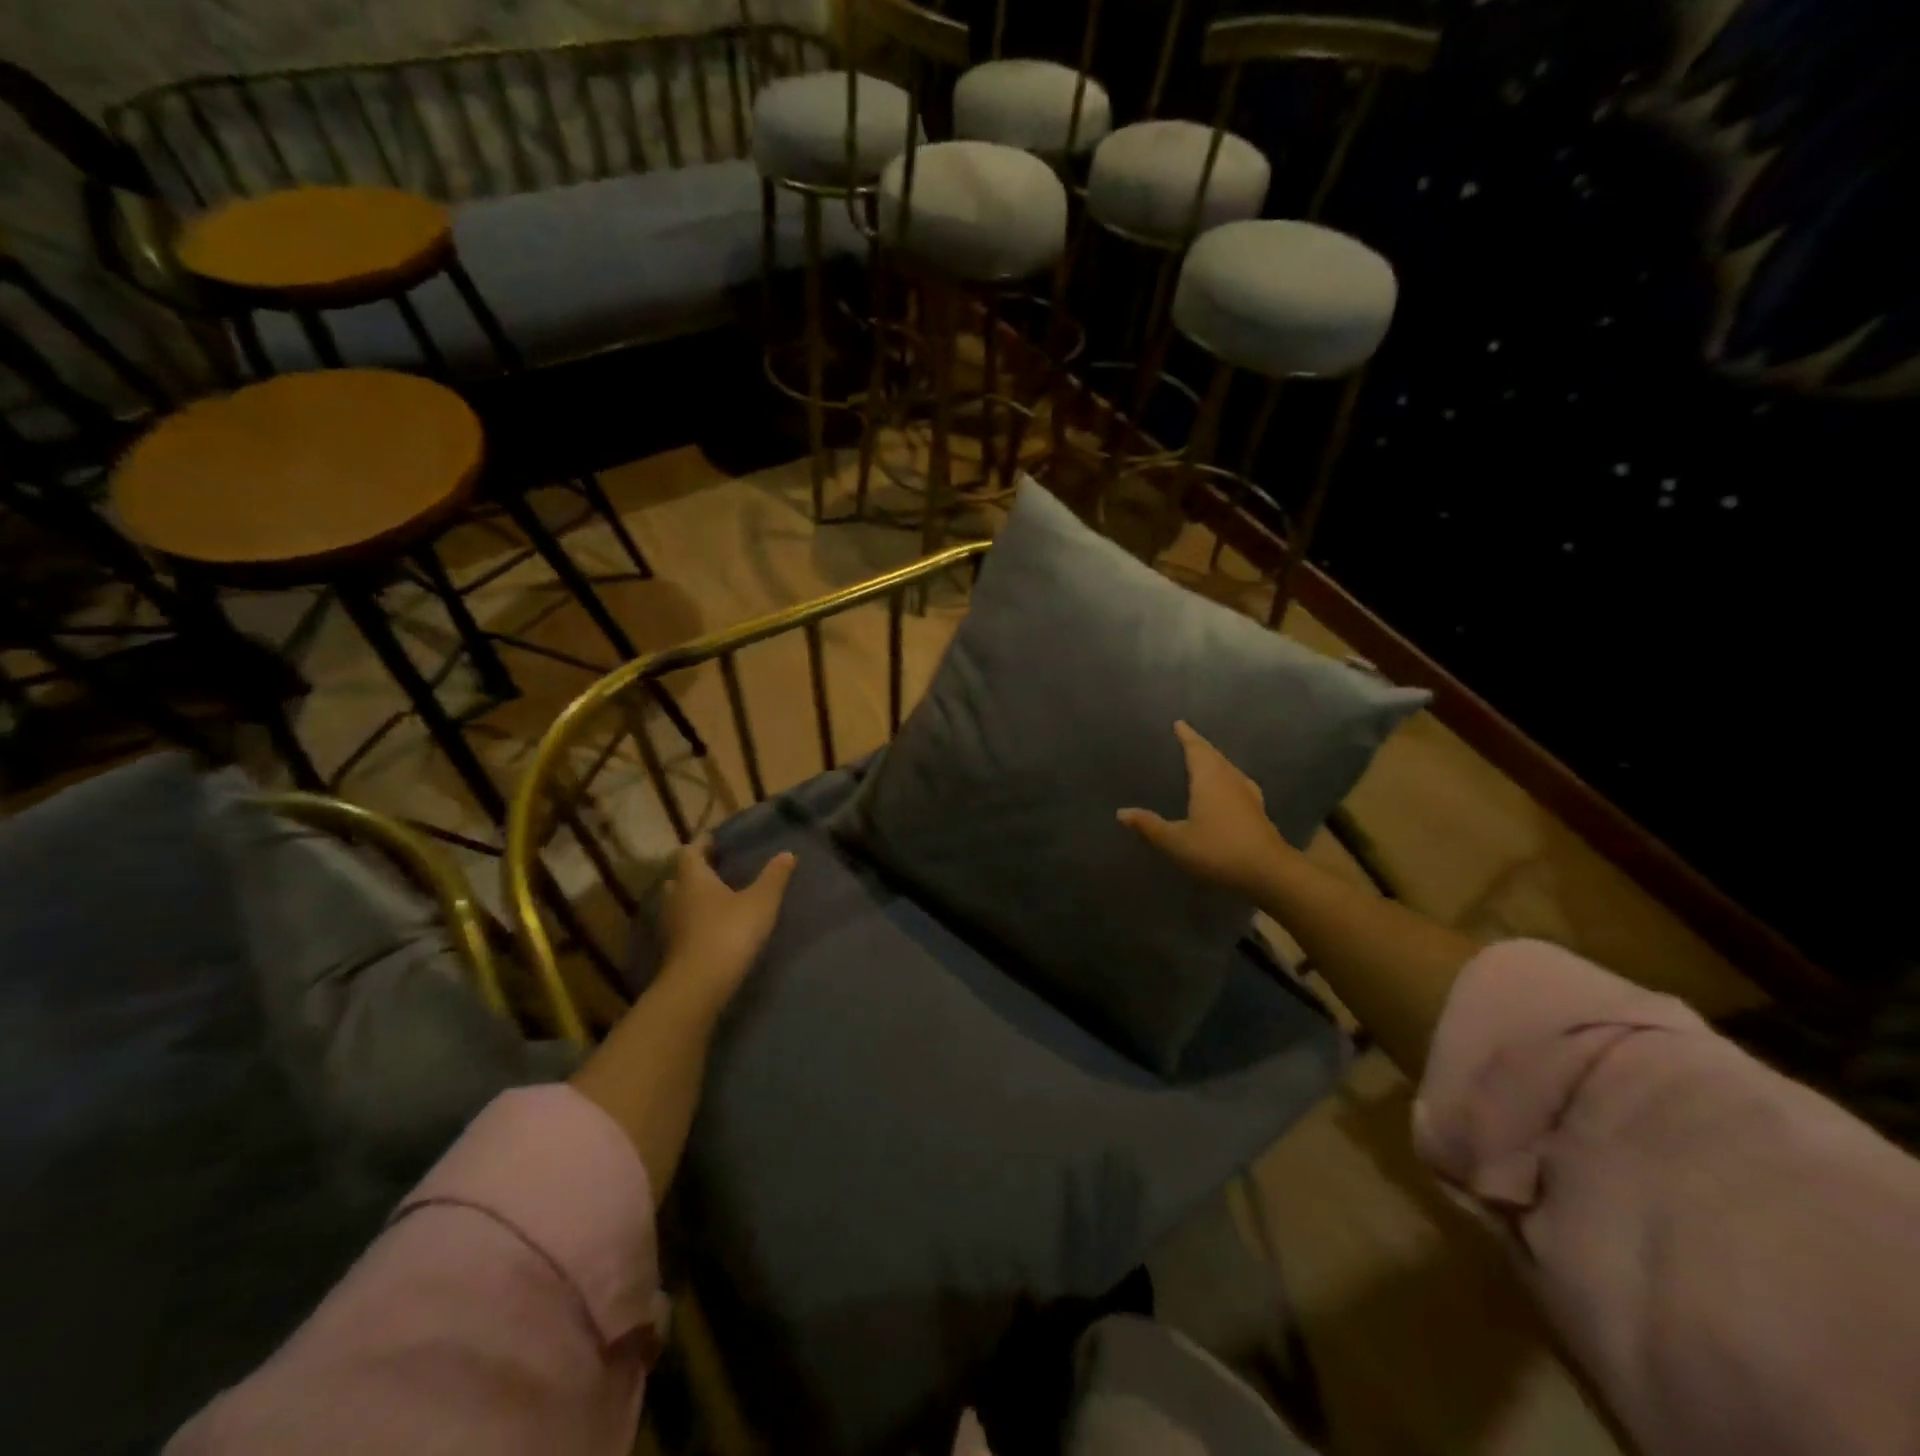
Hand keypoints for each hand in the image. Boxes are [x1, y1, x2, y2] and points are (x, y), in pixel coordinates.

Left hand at [658, 838, 796, 1009]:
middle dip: (695, 873)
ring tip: (716, 900)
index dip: (701, 845)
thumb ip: (774, 877)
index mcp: (693, 878)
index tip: (714, 841)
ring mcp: (670, 926)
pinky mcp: (672, 951)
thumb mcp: (761, 902)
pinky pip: (681, 927)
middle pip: (679, 878)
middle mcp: (675, 897)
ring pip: (677, 904)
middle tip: (716, 871)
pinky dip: (693, 923)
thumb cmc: (729, 932)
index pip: (689, 852)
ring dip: (692, 899)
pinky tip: (711, 929)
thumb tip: (787, 853)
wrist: (700, 985)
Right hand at [1118, 720, 1292, 901]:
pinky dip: (1227, 778)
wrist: (1269, 874)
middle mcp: (1230, 780)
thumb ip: (1149, 825)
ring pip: (1229, 769)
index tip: (1179, 723)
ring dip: (1216, 761)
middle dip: (1200, 746)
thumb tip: (1121, 812)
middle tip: (1188, 738)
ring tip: (1204, 760)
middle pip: (1215, 756)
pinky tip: (1228, 789)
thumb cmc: (1218, 851)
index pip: (1196, 749)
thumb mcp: (1175, 841)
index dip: (1187, 736)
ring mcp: (1248, 795)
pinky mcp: (1258, 812)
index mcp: (1210, 779)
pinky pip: (1238, 784)